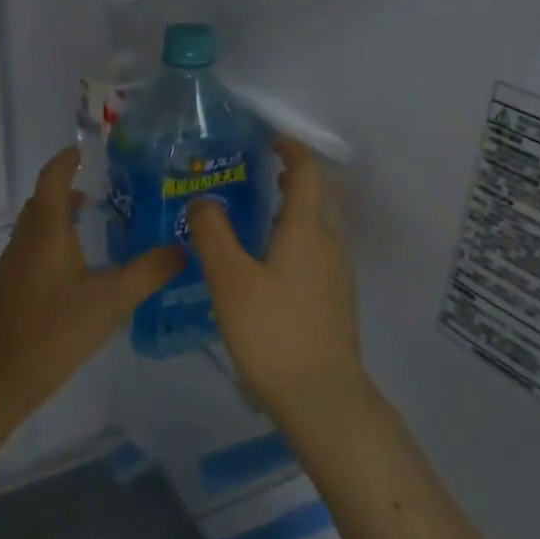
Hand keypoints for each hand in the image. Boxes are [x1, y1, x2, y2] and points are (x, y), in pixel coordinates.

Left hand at [0, 148, 182, 426]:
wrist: (0, 374)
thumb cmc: (56, 329)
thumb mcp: (111, 300)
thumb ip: (148, 273)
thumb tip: (182, 249)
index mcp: (47, 231)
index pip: (52, 179)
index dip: (65, 161)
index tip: (82, 152)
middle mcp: (25, 240)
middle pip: (42, 202)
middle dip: (64, 190)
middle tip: (97, 192)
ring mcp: (12, 265)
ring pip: (34, 229)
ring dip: (57, 219)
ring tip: (89, 228)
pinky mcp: (8, 288)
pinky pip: (30, 251)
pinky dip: (50, 244)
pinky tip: (73, 271)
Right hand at [188, 139, 365, 420]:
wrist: (321, 398)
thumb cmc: (273, 332)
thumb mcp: (230, 279)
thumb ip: (213, 234)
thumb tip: (204, 201)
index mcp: (307, 230)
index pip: (308, 172)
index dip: (290, 150)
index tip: (265, 140)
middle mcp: (329, 245)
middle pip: (316, 197)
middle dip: (289, 178)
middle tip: (249, 176)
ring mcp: (336, 275)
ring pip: (315, 227)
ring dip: (289, 211)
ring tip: (249, 218)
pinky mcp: (333, 301)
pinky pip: (313, 253)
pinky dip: (291, 240)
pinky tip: (261, 265)